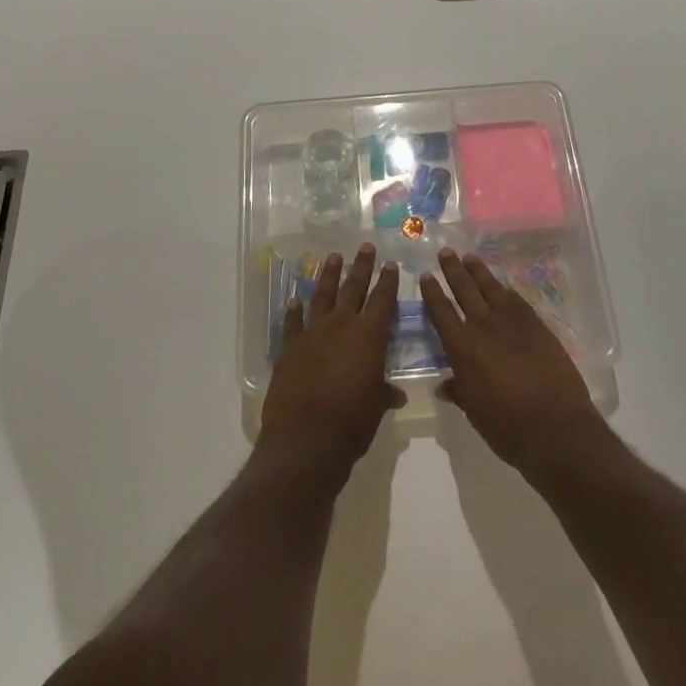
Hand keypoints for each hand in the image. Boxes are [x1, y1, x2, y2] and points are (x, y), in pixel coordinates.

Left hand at [259, 244, 403, 486]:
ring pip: (323, 296)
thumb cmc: (352, 422)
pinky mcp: (290, 347)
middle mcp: (341, 325)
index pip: (383, 300)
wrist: (306, 438)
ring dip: (329, 276)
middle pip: (354, 288)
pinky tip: (295, 299)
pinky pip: (293, 322)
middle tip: (365, 247)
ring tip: (334, 258)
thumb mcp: (376, 406)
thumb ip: (384, 393)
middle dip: (361, 266)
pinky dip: (294, 310)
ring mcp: (312, 333)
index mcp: (369, 336)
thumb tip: (395, 394)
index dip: (389, 282)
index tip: (392, 265)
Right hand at [420, 247, 606, 477]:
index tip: (426, 275)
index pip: (441, 312)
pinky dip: (505, 291)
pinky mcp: (537, 326)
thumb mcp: (474, 411)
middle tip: (446, 252)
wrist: (555, 427)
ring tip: (470, 257)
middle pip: (465, 290)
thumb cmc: (506, 426)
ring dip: (479, 272)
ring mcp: (513, 323)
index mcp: (462, 348)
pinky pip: (517, 301)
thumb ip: (459, 391)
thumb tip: (446, 385)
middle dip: (453, 270)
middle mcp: (484, 327)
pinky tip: (502, 287)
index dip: (432, 292)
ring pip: (491, 288)